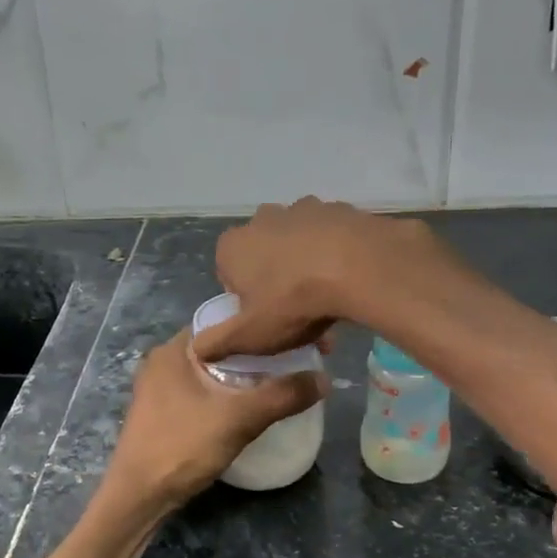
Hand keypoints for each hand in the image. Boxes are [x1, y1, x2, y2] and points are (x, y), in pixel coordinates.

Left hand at [105, 330, 326, 510]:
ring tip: (281, 380)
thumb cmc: (181, 447)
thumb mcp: (238, 419)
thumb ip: (282, 395)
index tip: (297, 336)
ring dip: (244, 374)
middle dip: (258, 352)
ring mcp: (160, 386)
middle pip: (222, 345)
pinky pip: (204, 389)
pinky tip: (250, 405)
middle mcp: (164, 360)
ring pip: (213, 369)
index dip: (262, 326)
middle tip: (296, 360)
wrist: (137, 497)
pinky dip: (228, 391)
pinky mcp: (163, 410)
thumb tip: (325, 378)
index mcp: (175, 349)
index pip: (226, 320)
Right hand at [195, 197, 445, 361]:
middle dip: (276, 279)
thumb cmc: (292, 302)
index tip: (266, 318)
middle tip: (298, 311)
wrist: (359, 267)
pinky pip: (332, 237)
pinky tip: (350, 279)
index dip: (246, 299)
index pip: (228, 273)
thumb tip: (197, 349)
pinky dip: (337, 254)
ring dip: (307, 264)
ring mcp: (303, 208)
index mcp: (233, 245)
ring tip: (328, 298)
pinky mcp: (340, 208)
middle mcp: (263, 218)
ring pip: (299, 243)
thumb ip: (217, 342)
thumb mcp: (250, 335)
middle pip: (264, 255)